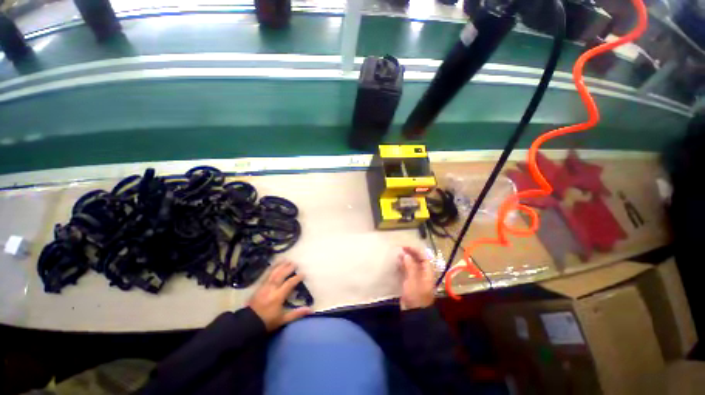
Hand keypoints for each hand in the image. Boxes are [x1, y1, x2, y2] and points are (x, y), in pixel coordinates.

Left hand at [248, 261, 311, 330]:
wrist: (248, 324)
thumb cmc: (267, 322)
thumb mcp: (283, 319)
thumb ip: (296, 314)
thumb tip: (310, 310)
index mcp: (278, 296)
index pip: (289, 284)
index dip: (297, 278)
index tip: (303, 274)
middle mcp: (271, 288)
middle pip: (280, 275)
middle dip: (288, 268)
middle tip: (295, 263)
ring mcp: (264, 286)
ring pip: (273, 273)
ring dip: (280, 266)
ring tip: (286, 260)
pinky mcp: (258, 287)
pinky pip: (266, 275)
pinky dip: (271, 269)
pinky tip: (274, 265)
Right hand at [398, 246, 434, 309]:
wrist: (415, 313)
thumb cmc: (416, 296)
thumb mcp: (413, 280)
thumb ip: (410, 266)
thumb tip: (406, 254)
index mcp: (427, 272)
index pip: (423, 257)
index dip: (415, 250)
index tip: (405, 246)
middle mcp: (423, 272)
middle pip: (417, 259)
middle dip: (409, 253)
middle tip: (399, 248)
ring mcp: (416, 277)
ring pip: (412, 264)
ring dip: (405, 258)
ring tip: (397, 254)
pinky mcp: (411, 281)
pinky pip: (407, 270)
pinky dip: (402, 265)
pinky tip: (397, 263)